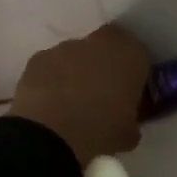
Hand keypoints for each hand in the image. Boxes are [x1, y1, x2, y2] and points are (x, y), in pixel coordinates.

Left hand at [9, 25, 151, 166]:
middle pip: (106, 46)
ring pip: (76, 55)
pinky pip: (51, 66)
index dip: (133, 70)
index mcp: (131, 55)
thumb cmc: (101, 131)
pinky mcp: (38, 58)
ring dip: (76, 71)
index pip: (139, 52)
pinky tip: (49, 104)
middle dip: (104, 63)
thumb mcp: (128, 133)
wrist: (51, 134)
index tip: (128, 89)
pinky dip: (51, 79)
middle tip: (101, 92)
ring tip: (71, 103)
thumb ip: (131, 120)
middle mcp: (100, 42)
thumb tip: (127, 123)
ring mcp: (66, 47)